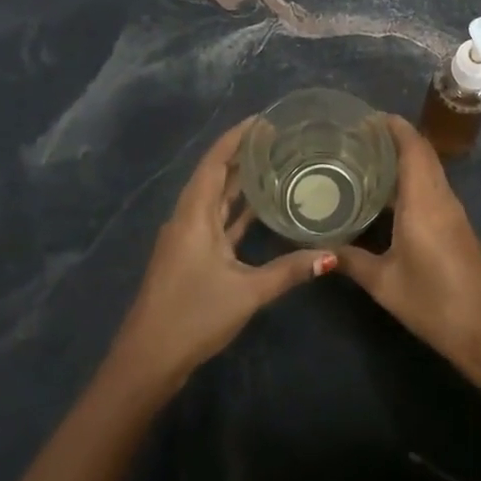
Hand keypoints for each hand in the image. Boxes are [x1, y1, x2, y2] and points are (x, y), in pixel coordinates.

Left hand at [108, 119, 335, 393]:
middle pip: (215, 175)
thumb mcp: (247, 292)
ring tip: (276, 163)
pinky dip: (238, 211)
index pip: (215, 161)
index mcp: (194, 215)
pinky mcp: (191, 257)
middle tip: (280, 138)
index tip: (265, 120)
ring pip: (217, 199)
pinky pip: (217, 221)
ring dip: (241, 181)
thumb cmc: (193, 316)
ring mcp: (188, 238)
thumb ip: (289, 271)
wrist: (148, 360)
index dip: (236, 137)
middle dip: (243, 154)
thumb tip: (331, 255)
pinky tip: (261, 208)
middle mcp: (188, 218)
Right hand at [336, 115, 480, 370]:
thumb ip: (351, 261)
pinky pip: (432, 189)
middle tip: (356, 137)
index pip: (413, 146)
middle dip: (393, 138)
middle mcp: (441, 197)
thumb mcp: (384, 283)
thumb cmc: (434, 302)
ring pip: (428, 170)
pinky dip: (411, 180)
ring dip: (403, 158)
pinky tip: (386, 196)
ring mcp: (453, 212)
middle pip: (422, 153)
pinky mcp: (457, 227)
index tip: (365, 117)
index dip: (393, 126)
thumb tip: (317, 250)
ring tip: (365, 159)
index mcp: (424, 200)